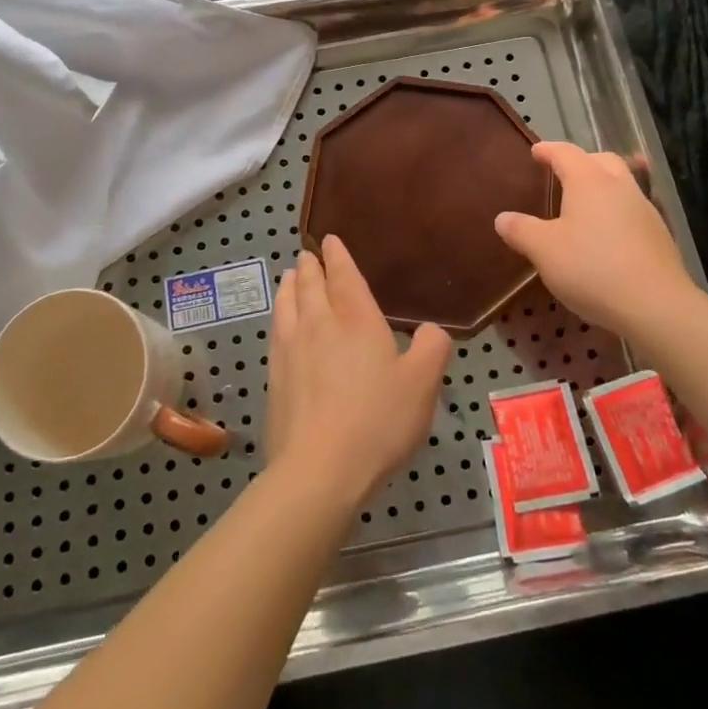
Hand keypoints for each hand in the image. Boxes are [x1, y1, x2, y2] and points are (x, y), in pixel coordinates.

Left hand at [266, 237, 452, 509]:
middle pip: (310, 284)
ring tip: (289, 276)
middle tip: (309, 255)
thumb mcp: (423, 384)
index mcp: (356, 319)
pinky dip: (279, 314)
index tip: (329, 239)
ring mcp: (291, 349)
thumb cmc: (378, 420)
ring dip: (290, 285)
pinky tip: (281, 323)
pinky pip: (276, 330)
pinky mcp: (275, 375)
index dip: (338, 256)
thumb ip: (432, 348)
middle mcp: (319, 324)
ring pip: (287, 303)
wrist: (320, 468)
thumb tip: (431, 328)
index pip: (344, 275)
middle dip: (311, 266)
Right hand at [494, 141, 706, 341]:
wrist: (656, 305)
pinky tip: (608, 236)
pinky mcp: (660, 236)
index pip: (565, 153)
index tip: (536, 152)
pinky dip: (617, 213)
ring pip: (623, 184)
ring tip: (585, 206)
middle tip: (563, 174)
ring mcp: (645, 210)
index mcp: (588, 181)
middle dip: (582, 161)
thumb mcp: (544, 251)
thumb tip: (503, 218)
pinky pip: (633, 211)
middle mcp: (619, 187)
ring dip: (603, 187)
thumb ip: (521, 230)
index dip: (548, 150)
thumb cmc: (592, 268)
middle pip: (602, 160)